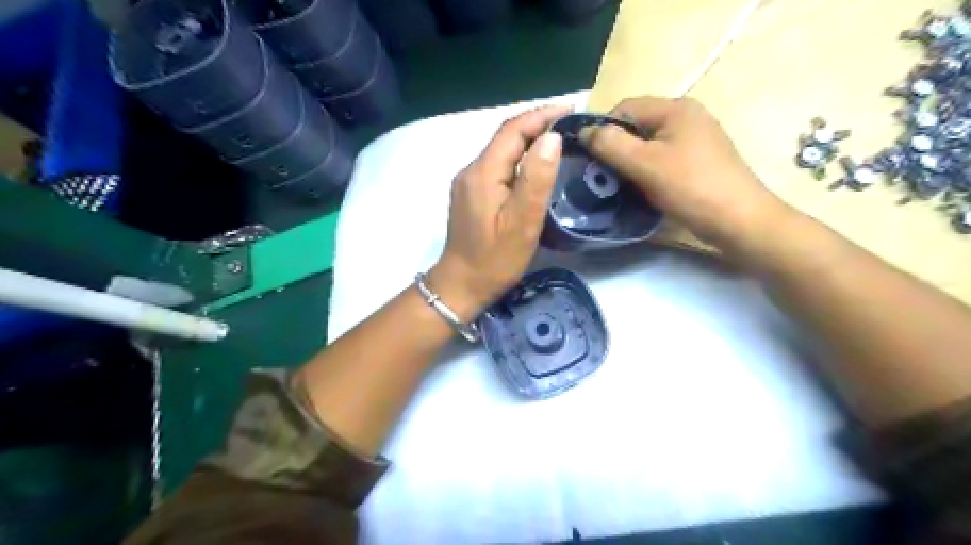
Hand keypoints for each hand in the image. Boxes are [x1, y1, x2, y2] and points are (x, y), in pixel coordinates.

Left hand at [425, 104, 569, 321]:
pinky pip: (496, 165)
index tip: (572, 110)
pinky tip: (534, 166)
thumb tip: (551, 138)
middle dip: (536, 124)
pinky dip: (518, 157)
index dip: (542, 116)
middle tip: (569, 125)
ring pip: (501, 150)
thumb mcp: (522, 222)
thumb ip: (536, 179)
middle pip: (505, 137)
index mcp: (483, 172)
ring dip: (528, 140)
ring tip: (558, 140)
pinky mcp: (470, 194)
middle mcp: (471, 170)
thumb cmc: (495, 260)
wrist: (461, 285)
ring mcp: (468, 183)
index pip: (513, 130)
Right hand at [579, 93, 790, 253]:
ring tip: (620, 185)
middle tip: (603, 175)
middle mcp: (687, 117)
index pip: (625, 107)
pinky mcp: (698, 161)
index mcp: (676, 108)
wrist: (738, 220)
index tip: (591, 158)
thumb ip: (611, 144)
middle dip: (617, 149)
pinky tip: (642, 190)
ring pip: (648, 145)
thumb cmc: (690, 187)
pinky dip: (647, 172)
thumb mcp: (644, 164)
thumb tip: (584, 131)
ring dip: (630, 163)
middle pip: (637, 126)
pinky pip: (662, 159)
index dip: (603, 129)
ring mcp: (695, 139)